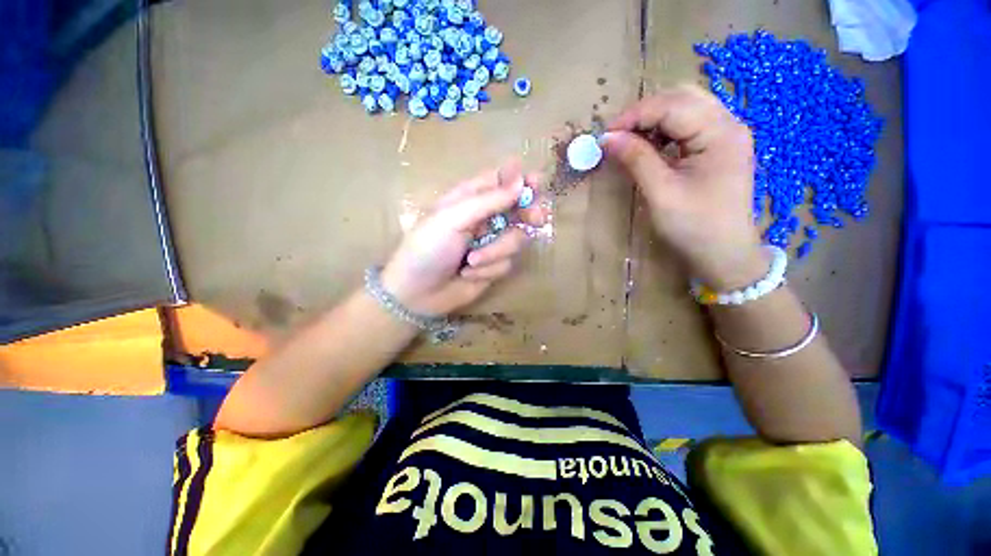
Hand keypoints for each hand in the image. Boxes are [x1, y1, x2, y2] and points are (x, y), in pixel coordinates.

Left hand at [381, 160, 546, 315]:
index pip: (502, 180)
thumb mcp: (453, 218)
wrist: (417, 293)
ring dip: (496, 251)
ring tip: (471, 261)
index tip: (536, 183)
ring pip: (516, 239)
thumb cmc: (428, 248)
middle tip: (535, 219)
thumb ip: (488, 201)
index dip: (520, 179)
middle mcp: (485, 218)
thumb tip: (521, 182)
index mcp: (470, 198)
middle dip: (528, 214)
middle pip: (519, 208)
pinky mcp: (494, 265)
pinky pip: (507, 262)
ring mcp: (492, 243)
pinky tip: (468, 274)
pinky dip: (489, 269)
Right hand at [601, 84, 766, 289]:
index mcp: (720, 133)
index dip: (634, 116)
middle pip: (681, 97)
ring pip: (685, 108)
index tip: (604, 136)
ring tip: (629, 141)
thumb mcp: (661, 193)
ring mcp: (726, 134)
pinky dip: (664, 130)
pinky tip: (649, 147)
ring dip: (653, 119)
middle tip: (616, 137)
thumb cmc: (694, 227)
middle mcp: (728, 124)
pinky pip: (689, 125)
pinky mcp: (719, 147)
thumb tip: (607, 138)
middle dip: (643, 112)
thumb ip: (636, 159)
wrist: (724, 255)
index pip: (671, 105)